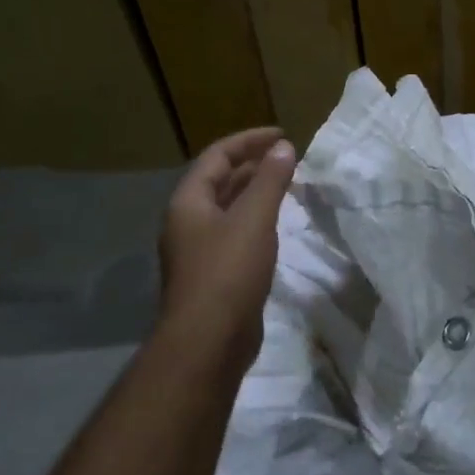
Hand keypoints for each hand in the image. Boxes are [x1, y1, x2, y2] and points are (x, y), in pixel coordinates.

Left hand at [158, 127, 296, 373]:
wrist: (209, 340)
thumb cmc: (229, 272)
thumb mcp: (254, 219)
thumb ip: (270, 180)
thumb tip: (284, 147)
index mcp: (188, 202)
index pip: (217, 156)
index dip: (249, 140)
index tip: (282, 134)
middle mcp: (187, 221)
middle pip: (219, 181)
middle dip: (252, 165)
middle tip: (286, 157)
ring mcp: (198, 250)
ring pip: (227, 208)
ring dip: (254, 192)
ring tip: (285, 183)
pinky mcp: (213, 274)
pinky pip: (234, 233)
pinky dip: (255, 219)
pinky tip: (275, 224)